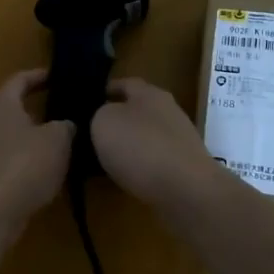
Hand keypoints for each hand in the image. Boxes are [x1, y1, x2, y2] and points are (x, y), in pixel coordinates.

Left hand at [0, 69, 73, 239]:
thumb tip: (68, 124)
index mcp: (3, 103)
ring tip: (67, 136)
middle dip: (41, 106)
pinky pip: (16, 156)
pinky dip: (33, 157)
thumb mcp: (58, 139)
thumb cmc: (25, 163)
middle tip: (68, 106)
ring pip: (17, 133)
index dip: (40, 75)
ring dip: (39, 134)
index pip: (20, 79)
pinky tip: (54, 165)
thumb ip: (66, 126)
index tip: (60, 76)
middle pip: (16, 106)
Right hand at [91, 78, 221, 212]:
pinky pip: (155, 160)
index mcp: (150, 93)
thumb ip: (100, 114)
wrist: (186, 190)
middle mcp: (168, 111)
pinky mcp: (185, 167)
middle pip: (138, 110)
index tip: (87, 100)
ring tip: (104, 158)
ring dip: (128, 145)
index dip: (106, 90)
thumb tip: (106, 119)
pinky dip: (140, 166)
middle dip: (117, 119)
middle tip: (92, 132)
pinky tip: (126, 177)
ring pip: (146, 136)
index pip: (125, 84)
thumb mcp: (104, 122)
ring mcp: (180, 140)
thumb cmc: (140, 147)